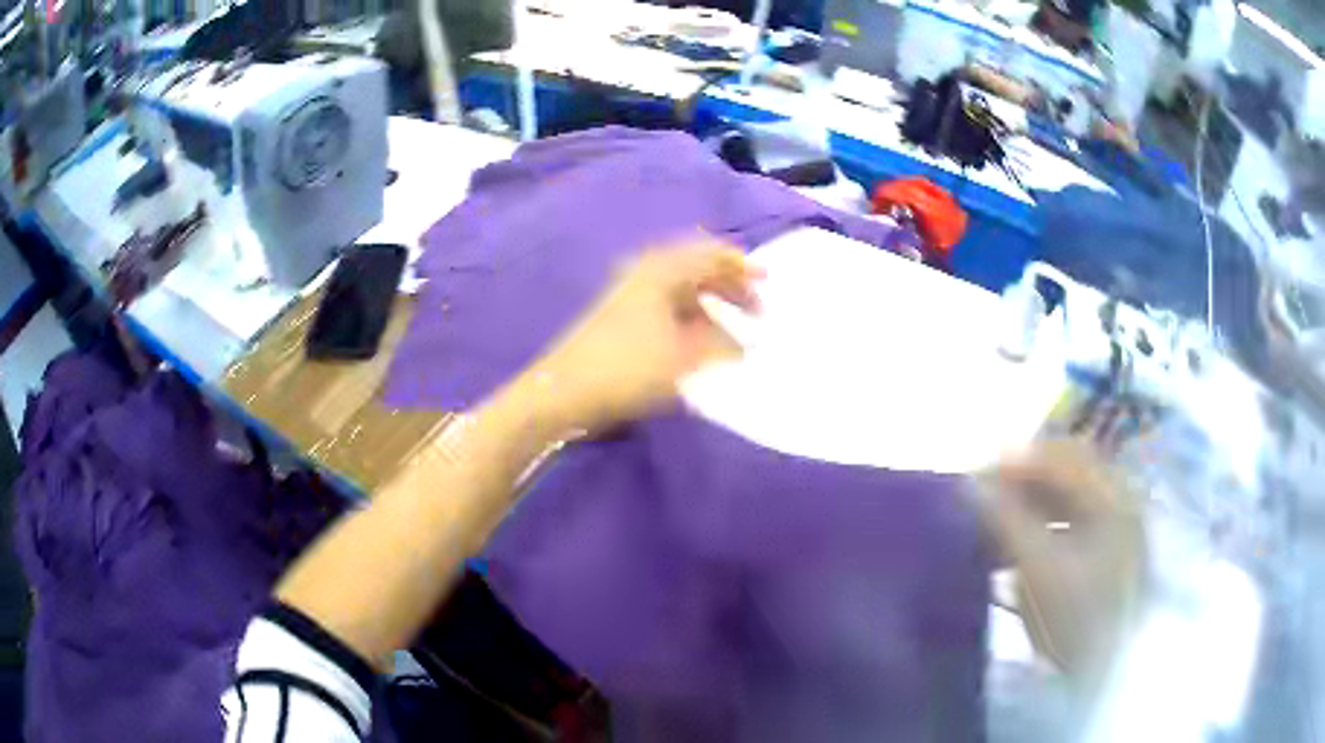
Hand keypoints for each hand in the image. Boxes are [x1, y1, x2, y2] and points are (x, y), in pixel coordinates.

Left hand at [509, 236, 762, 435]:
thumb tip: (744, 345)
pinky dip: (692, 323)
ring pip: (684, 293)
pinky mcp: (623, 320)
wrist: (564, 391)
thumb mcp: (683, 356)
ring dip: (712, 309)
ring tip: (734, 336)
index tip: (768, 282)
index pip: (710, 254)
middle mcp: (646, 275)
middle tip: (757, 313)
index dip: (742, 266)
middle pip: (698, 271)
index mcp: (662, 271)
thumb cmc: (626, 367)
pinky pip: (670, 311)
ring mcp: (631, 296)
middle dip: (730, 289)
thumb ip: (720, 346)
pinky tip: (701, 345)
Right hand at [978, 439, 1144, 678]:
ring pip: (1067, 503)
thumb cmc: (1077, 617)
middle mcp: (1121, 503)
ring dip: (1027, 508)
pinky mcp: (1106, 560)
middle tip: (979, 503)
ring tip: (991, 529)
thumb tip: (970, 485)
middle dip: (1020, 484)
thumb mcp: (1039, 567)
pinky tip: (1015, 554)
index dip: (1017, 461)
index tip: (973, 479)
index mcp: (1114, 496)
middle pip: (1066, 476)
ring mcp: (1117, 533)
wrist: (1106, 676)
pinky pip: (1069, 527)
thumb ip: (1006, 519)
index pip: (1062, 457)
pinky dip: (1039, 531)